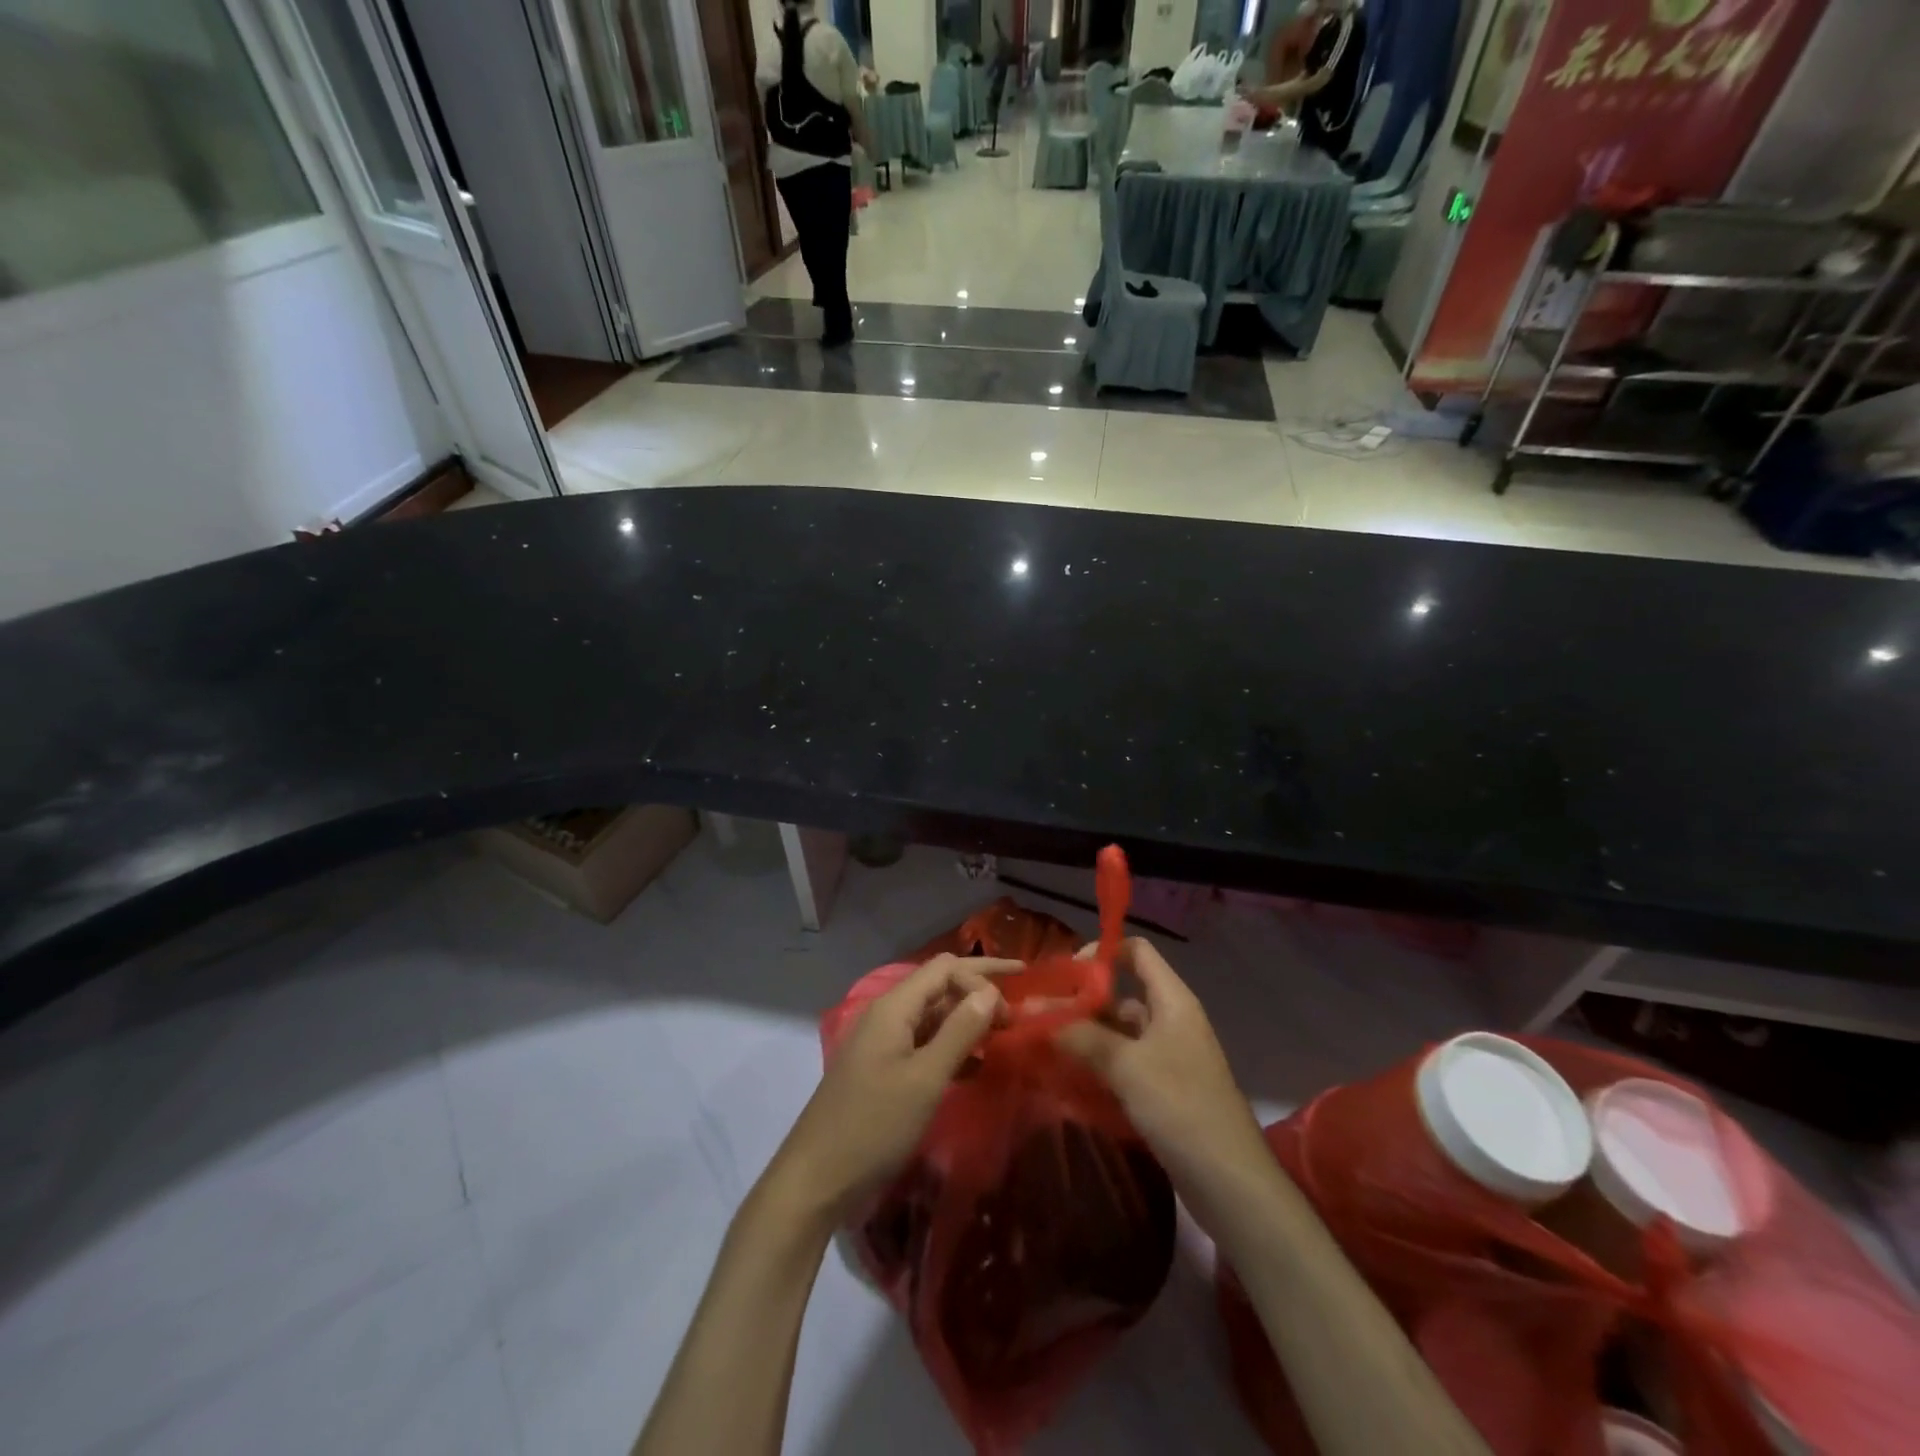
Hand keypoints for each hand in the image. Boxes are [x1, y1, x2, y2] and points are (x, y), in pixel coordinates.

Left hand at [769, 954, 1018, 1227]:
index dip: (982, 978)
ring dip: (967, 1019)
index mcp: (894, 1007)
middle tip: (1018, 1004)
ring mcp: (882, 1042)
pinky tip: (975, 1066)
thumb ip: (960, 1031)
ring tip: (1002, 1035)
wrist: (816, 1179)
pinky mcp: (882, 1069)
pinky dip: (951, 1046)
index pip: (945, 968)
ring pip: (933, 1015)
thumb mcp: (925, 1078)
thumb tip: (990, 992)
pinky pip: (924, 1043)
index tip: (1011, 1014)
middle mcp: (887, 1014)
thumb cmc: (874, 1125)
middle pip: (939, 985)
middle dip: (978, 989)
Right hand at [1055, 938, 1270, 1214]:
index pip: (1137, 952)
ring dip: (1085, 1035)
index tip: (1064, 973)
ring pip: (1119, 1032)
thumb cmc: (1181, 1106)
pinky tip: (1068, 1075)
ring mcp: (1168, 1057)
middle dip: (1081, 1001)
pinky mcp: (1163, 1090)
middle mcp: (1171, 1021)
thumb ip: (1081, 1035)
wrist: (1230, 1182)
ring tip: (1043, 1042)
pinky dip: (1098, 1064)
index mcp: (1172, 1000)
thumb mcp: (1126, 1065)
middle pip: (1122, 994)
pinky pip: (1124, 1063)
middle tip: (1039, 1013)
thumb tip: (1037, 1013)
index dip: (1102, 952)